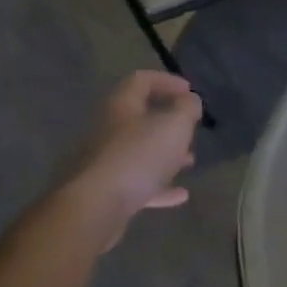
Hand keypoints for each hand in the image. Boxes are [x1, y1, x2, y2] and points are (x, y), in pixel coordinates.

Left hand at [62, 71, 203, 249]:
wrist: (96, 207)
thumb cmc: (138, 156)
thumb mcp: (174, 125)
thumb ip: (186, 109)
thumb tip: (190, 101)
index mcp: (121, 106)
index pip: (141, 80)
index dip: (167, 81)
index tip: (190, 91)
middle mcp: (109, 129)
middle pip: (139, 117)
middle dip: (168, 122)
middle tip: (191, 128)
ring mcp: (106, 161)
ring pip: (140, 151)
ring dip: (166, 154)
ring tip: (189, 161)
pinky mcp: (107, 191)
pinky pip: (138, 183)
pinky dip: (160, 186)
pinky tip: (181, 195)